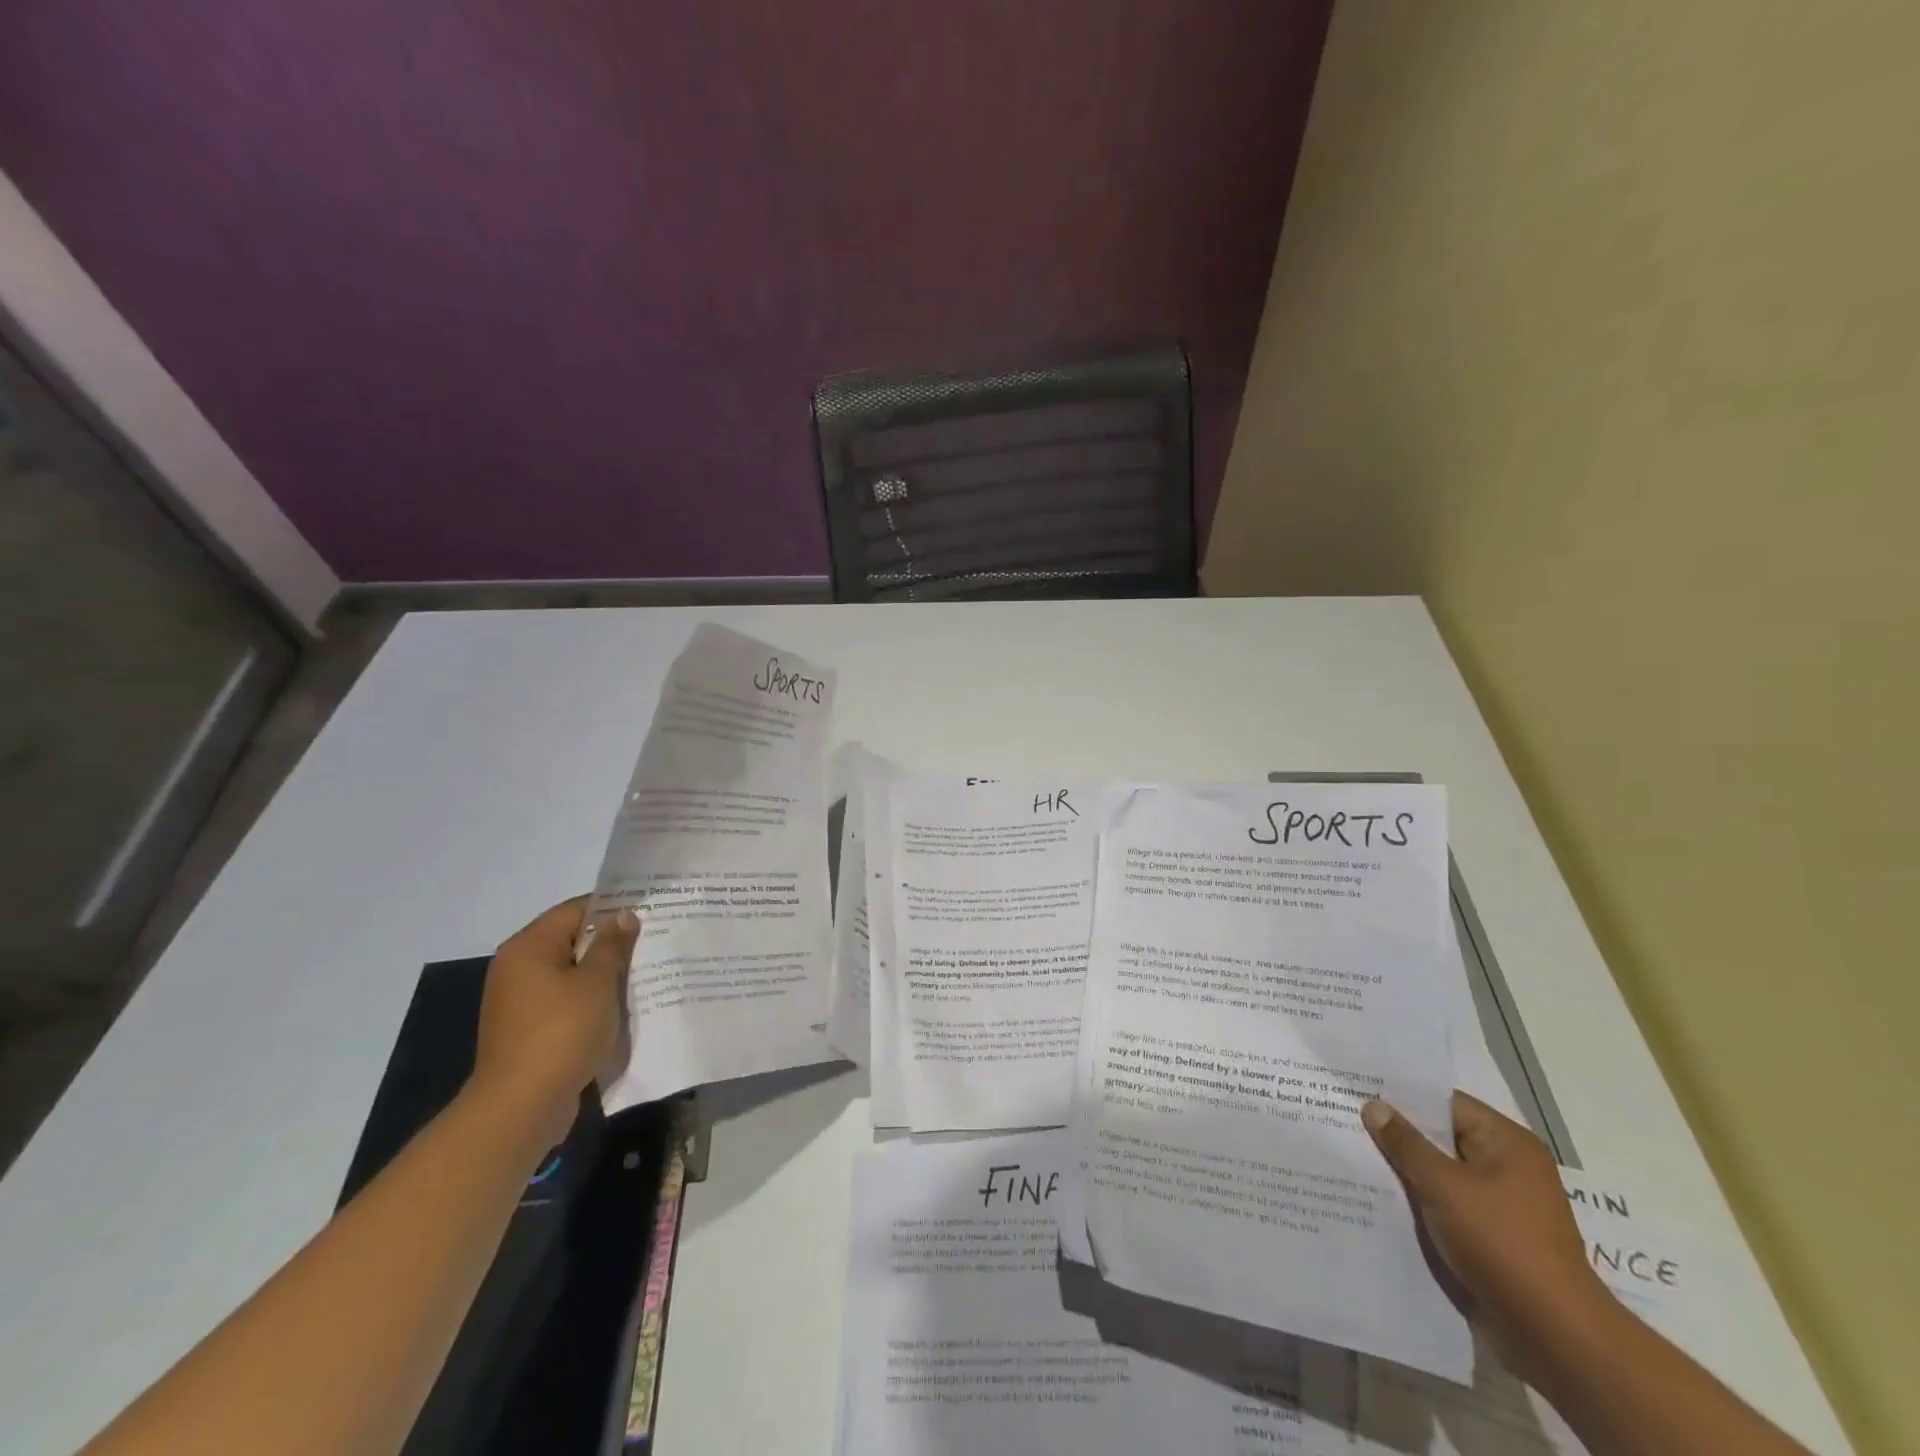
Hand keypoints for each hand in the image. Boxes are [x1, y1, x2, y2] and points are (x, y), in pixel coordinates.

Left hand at [472, 898, 639, 1143]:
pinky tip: (623, 1007)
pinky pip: (567, 1002)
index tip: (649, 911)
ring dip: (604, 975)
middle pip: (573, 941)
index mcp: (528, 948)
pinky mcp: (530, 1030)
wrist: (521, 1107)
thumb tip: (624, 915)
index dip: (613, 908)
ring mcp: (521, 1002)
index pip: (575, 911)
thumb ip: (612, 945)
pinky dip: (592, 1001)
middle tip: (655, 940)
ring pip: (572, 974)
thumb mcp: (596, 983)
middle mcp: (518, 969)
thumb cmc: (561, 1033)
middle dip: (612, 943)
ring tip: (646, 972)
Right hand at [1363, 1091, 1605, 1380]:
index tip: (1358, 1091)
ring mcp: (1502, 1203)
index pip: (1445, 1103)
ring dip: (1405, 1170)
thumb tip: (1374, 1106)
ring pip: (1440, 1173)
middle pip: (1441, 1137)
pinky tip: (1380, 1198)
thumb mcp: (1444, 1186)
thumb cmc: (1501, 1243)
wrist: (1553, 1335)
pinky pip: (1446, 1204)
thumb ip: (1405, 1144)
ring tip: (1353, 1157)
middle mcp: (1508, 1166)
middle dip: (1398, 1134)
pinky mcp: (1493, 1236)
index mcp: (1507, 1142)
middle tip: (1345, 1120)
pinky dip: (1419, 1200)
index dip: (1401, 1097)